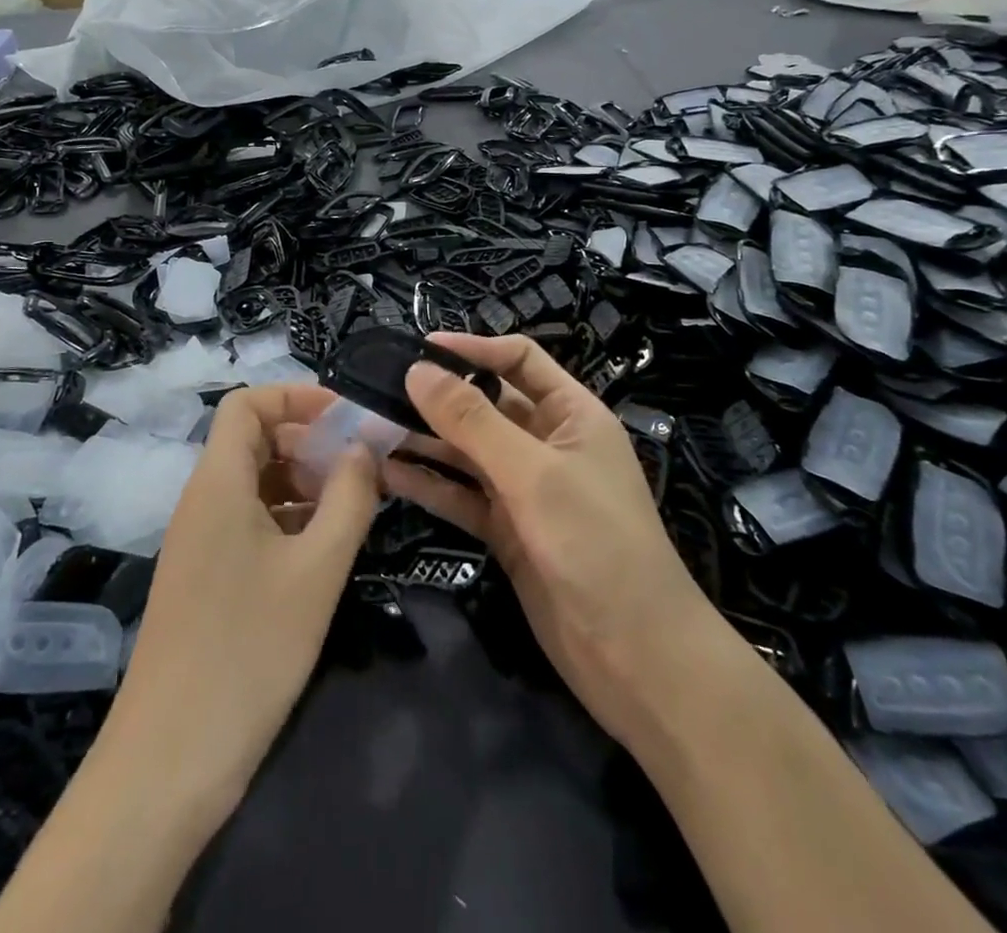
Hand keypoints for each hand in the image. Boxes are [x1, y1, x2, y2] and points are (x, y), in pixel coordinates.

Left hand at [103, 383, 380, 825]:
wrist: (170, 761)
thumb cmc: (249, 649)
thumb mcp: (317, 568)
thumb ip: (349, 497)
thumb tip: (363, 447)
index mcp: (219, 482)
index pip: (246, 404)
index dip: (296, 396)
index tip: (347, 418)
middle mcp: (203, 500)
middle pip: (253, 440)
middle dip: (309, 440)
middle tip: (362, 466)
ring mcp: (200, 541)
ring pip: (254, 483)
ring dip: (303, 481)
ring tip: (353, 505)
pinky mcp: (205, 578)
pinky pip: (248, 521)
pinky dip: (288, 518)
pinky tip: (324, 547)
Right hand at [384, 334, 717, 756]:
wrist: (636, 658)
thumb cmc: (596, 543)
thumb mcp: (533, 473)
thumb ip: (472, 421)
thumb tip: (417, 369)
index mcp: (572, 414)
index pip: (519, 360)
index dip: (473, 349)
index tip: (418, 348)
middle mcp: (548, 444)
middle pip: (487, 405)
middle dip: (438, 396)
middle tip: (378, 389)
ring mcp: (526, 490)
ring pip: (467, 451)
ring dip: (425, 440)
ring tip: (370, 428)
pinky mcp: (507, 531)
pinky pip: (461, 496)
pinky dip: (429, 484)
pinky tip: (386, 475)